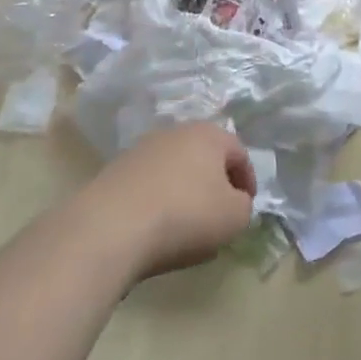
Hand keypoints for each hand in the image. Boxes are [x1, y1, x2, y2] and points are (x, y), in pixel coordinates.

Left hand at [87, 123, 257, 278]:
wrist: (113, 226)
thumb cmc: (186, 215)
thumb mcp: (234, 217)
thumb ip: (244, 205)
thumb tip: (234, 201)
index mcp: (208, 134)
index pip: (239, 152)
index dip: (247, 180)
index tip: (246, 206)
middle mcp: (175, 132)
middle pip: (204, 156)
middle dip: (215, 183)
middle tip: (219, 214)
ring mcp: (142, 149)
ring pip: (175, 169)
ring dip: (185, 191)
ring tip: (186, 225)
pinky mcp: (116, 170)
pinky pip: (149, 184)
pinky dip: (158, 200)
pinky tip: (156, 227)